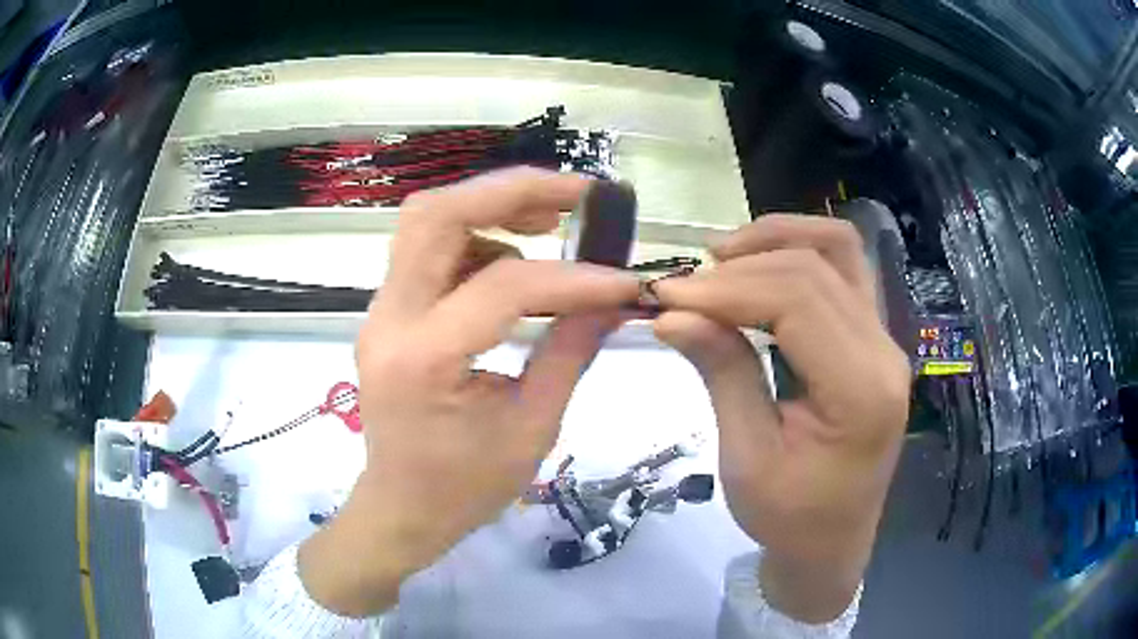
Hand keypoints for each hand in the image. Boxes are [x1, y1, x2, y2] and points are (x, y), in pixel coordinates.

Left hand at [299, 168, 638, 616]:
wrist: (401, 509)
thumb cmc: (465, 488)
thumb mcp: (532, 428)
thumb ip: (571, 353)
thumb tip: (615, 301)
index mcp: (425, 360)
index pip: (504, 286)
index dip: (574, 277)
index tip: (623, 281)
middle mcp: (389, 320)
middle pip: (435, 214)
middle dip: (510, 189)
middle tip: (576, 193)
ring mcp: (380, 312)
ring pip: (426, 223)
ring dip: (490, 208)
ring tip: (551, 221)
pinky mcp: (388, 314)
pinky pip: (427, 252)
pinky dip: (475, 239)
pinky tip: (513, 262)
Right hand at [653, 215, 910, 622]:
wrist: (833, 542)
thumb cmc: (789, 519)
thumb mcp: (747, 459)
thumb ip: (722, 374)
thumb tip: (672, 313)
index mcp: (861, 392)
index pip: (798, 300)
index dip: (728, 288)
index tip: (668, 297)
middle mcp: (885, 351)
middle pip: (815, 267)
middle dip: (741, 266)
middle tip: (682, 288)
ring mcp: (886, 339)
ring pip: (838, 250)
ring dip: (775, 240)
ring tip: (720, 259)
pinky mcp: (875, 337)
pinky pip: (843, 269)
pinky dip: (797, 252)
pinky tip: (758, 265)